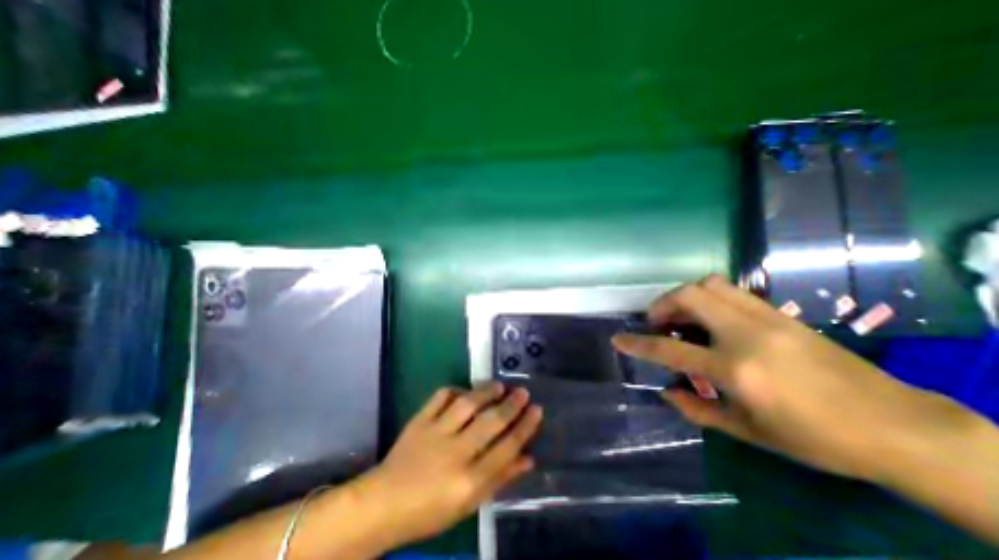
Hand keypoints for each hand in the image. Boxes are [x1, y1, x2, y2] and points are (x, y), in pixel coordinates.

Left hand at [358, 384, 543, 544]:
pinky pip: (440, 397)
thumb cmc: (430, 511)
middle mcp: (455, 453)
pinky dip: (455, 390)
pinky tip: (464, 391)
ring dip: (486, 392)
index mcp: (468, 481)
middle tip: (523, 392)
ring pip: (467, 404)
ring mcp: (435, 433)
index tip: (537, 410)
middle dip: (511, 405)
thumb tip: (528, 458)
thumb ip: (499, 479)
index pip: (506, 448)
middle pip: (490, 423)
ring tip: (499, 385)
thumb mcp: (469, 504)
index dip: (525, 427)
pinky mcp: (419, 420)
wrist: (383, 504)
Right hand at [608, 274, 977, 480]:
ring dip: (685, 296)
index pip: (669, 350)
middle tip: (657, 323)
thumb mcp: (748, 432)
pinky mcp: (780, 313)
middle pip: (689, 296)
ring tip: (682, 316)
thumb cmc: (817, 438)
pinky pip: (732, 291)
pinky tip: (711, 318)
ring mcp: (766, 318)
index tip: (618, 339)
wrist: (898, 426)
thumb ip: (698, 410)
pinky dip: (709, 297)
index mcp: (735, 370)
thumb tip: (666, 391)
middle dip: (662, 305)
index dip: (638, 344)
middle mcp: (746, 334)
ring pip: (710, 284)